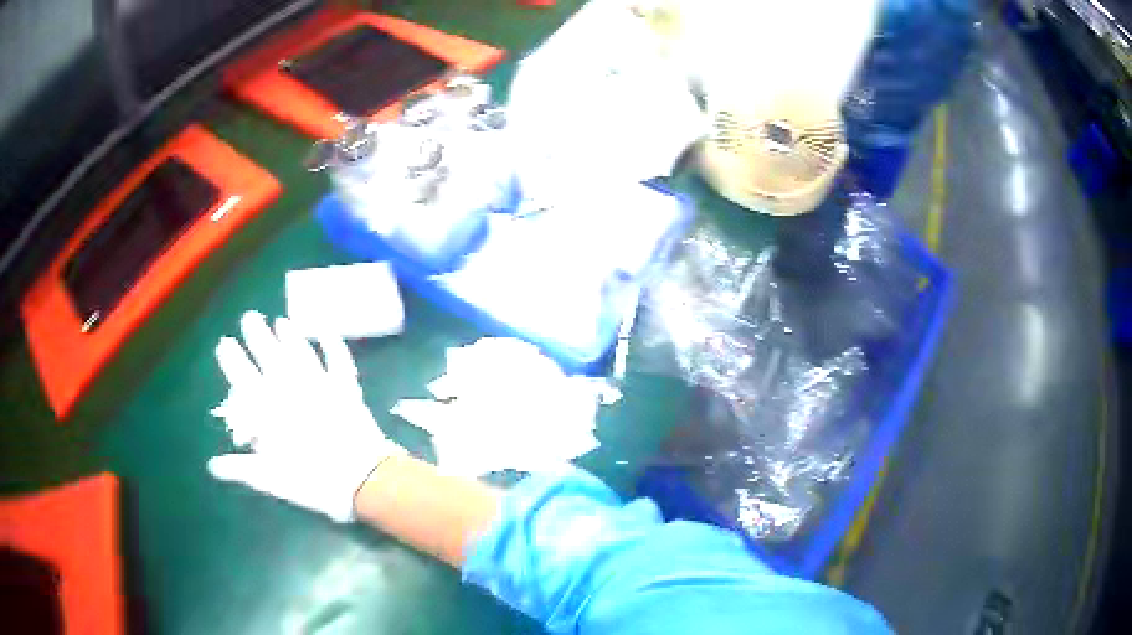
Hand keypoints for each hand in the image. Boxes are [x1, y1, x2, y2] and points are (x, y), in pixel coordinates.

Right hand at [207, 311, 401, 521]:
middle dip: (257, 335)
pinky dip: (333, 344)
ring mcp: (321, 385)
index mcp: (270, 410)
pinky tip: (326, 330)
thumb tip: (213, 466)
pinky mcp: (347, 389)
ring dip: (290, 336)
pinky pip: (339, 360)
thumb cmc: (312, 481)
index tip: (224, 342)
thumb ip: (241, 468)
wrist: (361, 480)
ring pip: (301, 353)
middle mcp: (292, 390)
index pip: (244, 378)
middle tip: (249, 317)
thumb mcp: (271, 479)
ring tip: (281, 321)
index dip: (233, 360)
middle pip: (270, 356)